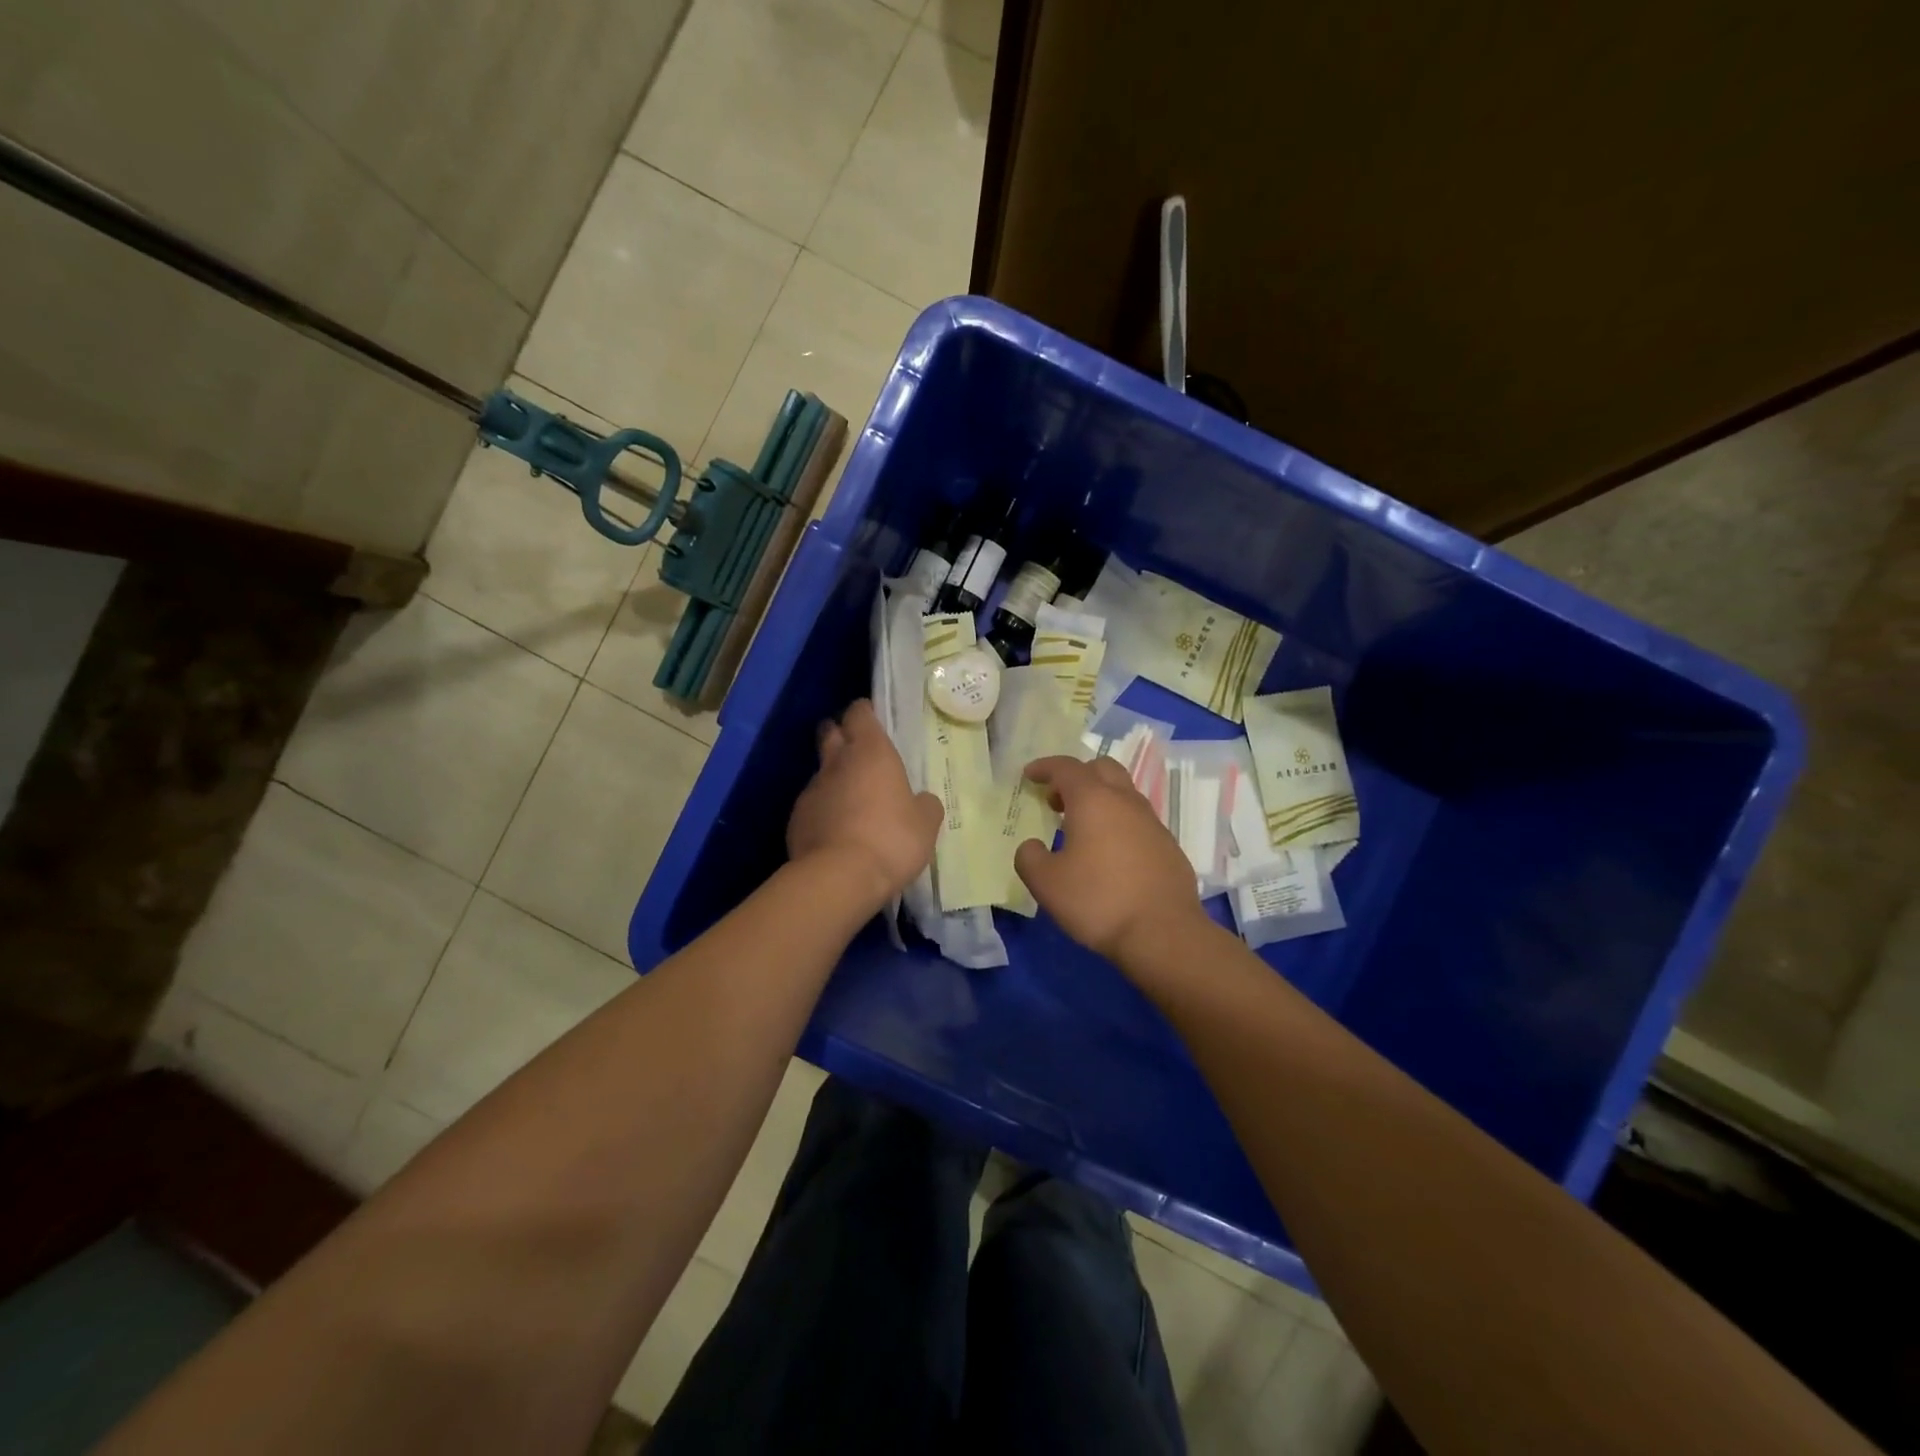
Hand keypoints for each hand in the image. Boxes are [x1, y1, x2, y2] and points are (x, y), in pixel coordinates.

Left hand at [788, 699, 942, 908]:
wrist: (838, 878)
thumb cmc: (891, 839)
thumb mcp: (925, 824)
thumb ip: (924, 805)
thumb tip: (920, 801)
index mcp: (871, 752)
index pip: (860, 713)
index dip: (865, 712)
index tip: (873, 718)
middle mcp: (837, 763)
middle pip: (830, 732)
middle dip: (840, 733)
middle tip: (857, 748)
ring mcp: (812, 790)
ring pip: (821, 772)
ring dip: (834, 778)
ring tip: (852, 800)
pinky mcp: (796, 819)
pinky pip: (813, 805)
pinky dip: (824, 810)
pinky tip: (838, 831)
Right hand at [1014, 756, 1209, 963]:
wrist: (1164, 933)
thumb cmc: (1098, 901)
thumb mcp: (1046, 884)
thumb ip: (1029, 858)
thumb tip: (1031, 846)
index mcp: (1093, 800)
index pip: (1066, 767)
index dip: (1044, 767)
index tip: (1029, 776)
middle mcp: (1125, 802)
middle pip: (1102, 769)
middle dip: (1077, 777)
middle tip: (1057, 801)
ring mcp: (1152, 822)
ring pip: (1124, 794)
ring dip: (1100, 800)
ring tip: (1081, 829)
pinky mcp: (1168, 846)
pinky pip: (1138, 821)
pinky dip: (1118, 824)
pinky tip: (1109, 855)